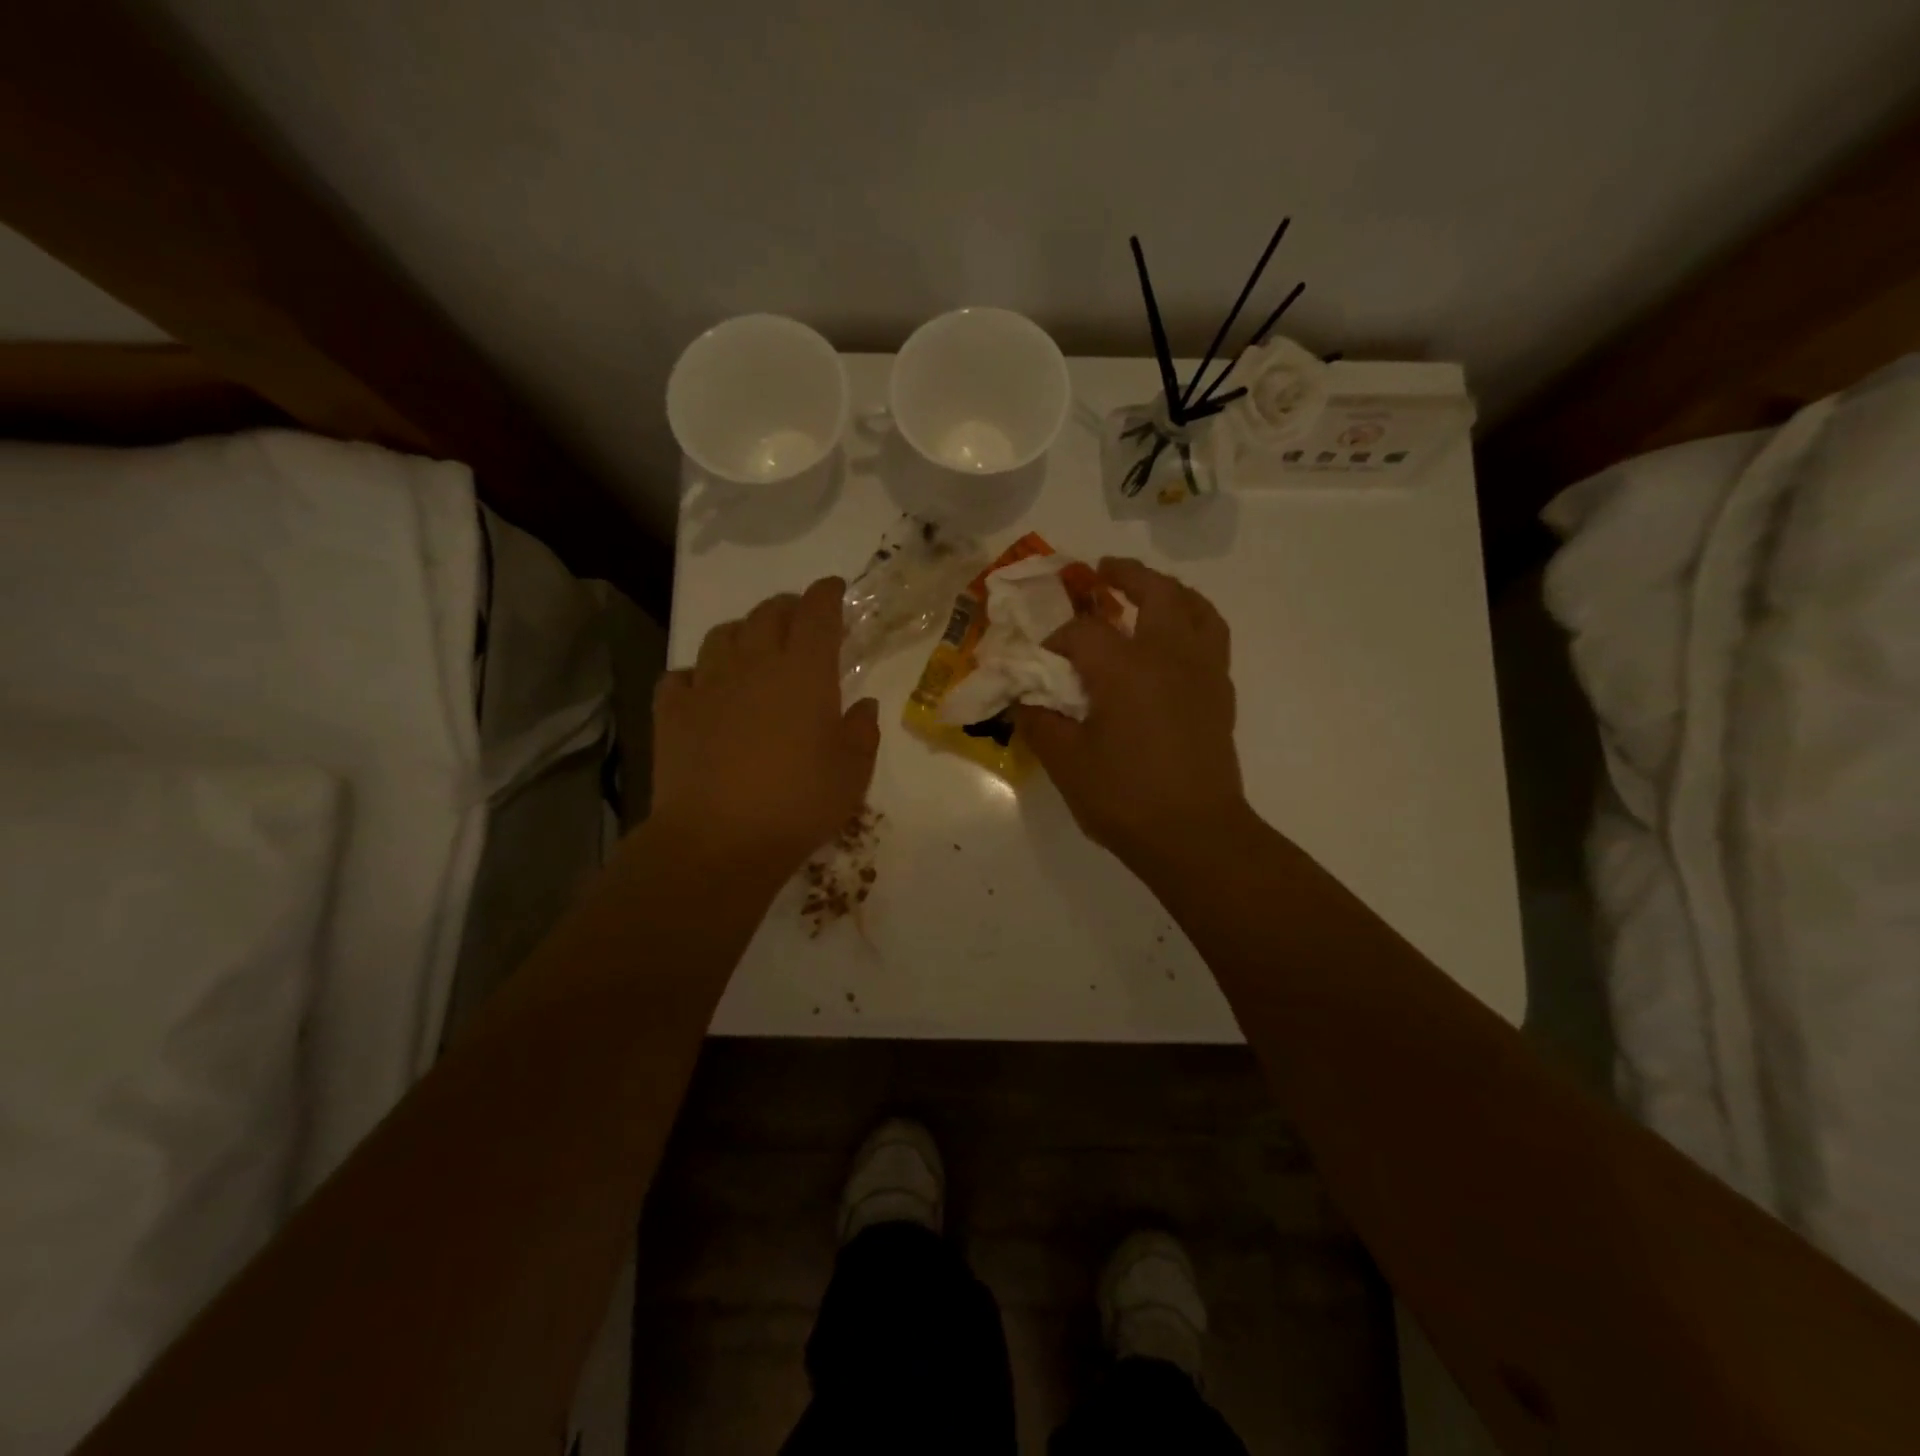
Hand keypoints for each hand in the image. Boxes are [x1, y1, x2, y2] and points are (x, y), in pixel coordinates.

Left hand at [652, 577, 878, 870]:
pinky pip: (683, 674)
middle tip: (799, 620)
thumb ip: (862, 732)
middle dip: (787, 607)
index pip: (817, 612)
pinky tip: (706, 689)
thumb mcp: (853, 774)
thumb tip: (862, 705)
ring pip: (723, 635)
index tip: (834, 589)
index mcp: (804, 673)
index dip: (827, 594)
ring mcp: (708, 684)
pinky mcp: (673, 710)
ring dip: (744, 632)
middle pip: (768, 614)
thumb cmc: (798, 805)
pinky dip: (698, 673)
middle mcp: (755, 665)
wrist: (718, 840)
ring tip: (753, 648)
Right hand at [1015, 558, 1248, 867]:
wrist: (1196, 835)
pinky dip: (1193, 621)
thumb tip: (1021, 701)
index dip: (1055, 638)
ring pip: (1195, 607)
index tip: (1038, 658)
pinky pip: (1212, 637)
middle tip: (1103, 570)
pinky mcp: (1220, 693)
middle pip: (1154, 592)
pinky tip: (1174, 641)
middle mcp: (1169, 655)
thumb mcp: (1066, 763)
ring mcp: (1203, 671)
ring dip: (1169, 590)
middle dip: (1126, 575)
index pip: (1082, 632)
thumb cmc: (1125, 798)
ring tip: (1148, 591)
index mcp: (1125, 668)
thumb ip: (1040, 723)